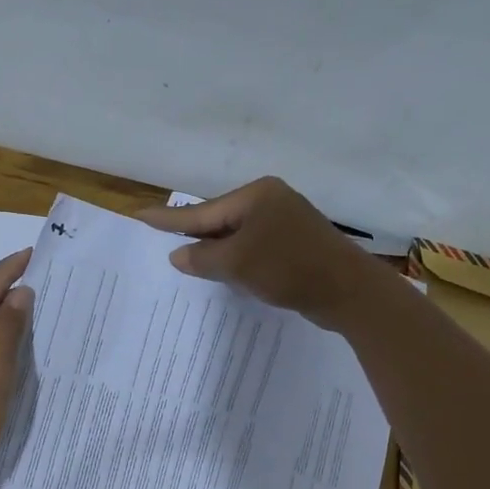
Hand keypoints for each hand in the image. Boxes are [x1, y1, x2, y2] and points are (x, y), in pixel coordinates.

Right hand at [136, 178, 380, 329]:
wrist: (349, 292)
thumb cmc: (289, 269)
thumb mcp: (237, 263)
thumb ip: (202, 258)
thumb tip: (178, 255)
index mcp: (256, 196)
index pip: (202, 211)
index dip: (169, 219)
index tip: (140, 215)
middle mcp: (270, 201)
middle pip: (220, 220)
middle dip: (194, 236)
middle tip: (160, 240)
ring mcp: (286, 222)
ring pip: (237, 236)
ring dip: (216, 251)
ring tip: (186, 260)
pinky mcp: (295, 244)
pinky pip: (254, 248)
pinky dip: (237, 260)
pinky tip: (225, 272)